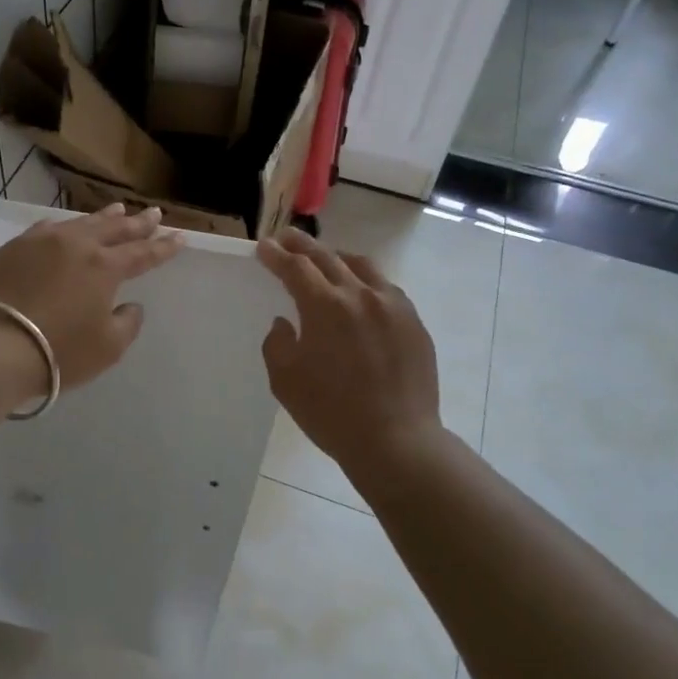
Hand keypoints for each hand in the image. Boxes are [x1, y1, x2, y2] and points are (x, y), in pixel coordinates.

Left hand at [0, 203, 182, 396]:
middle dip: (137, 223)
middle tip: (153, 214)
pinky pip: (45, 230)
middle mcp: (75, 245)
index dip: (163, 247)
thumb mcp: (107, 347)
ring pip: (79, 223)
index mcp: (104, 267)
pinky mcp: (10, 249)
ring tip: (117, 209)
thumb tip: (129, 305)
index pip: (142, 253)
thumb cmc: (59, 351)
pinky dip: (64, 227)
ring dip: (102, 217)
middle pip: (113, 229)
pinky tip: (63, 227)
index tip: (179, 237)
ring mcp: (39, 242)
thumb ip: (127, 323)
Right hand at [257, 227, 443, 472]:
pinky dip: (365, 281)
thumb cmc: (331, 413)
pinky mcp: (413, 322)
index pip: (295, 268)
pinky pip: (385, 288)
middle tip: (286, 238)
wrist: (396, 441)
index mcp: (325, 306)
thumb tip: (286, 323)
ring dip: (336, 257)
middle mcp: (360, 295)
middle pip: (326, 257)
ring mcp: (392, 306)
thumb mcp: (285, 381)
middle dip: (301, 245)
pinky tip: (361, 293)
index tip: (264, 247)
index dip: (276, 255)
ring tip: (324, 259)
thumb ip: (278, 344)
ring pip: (361, 266)